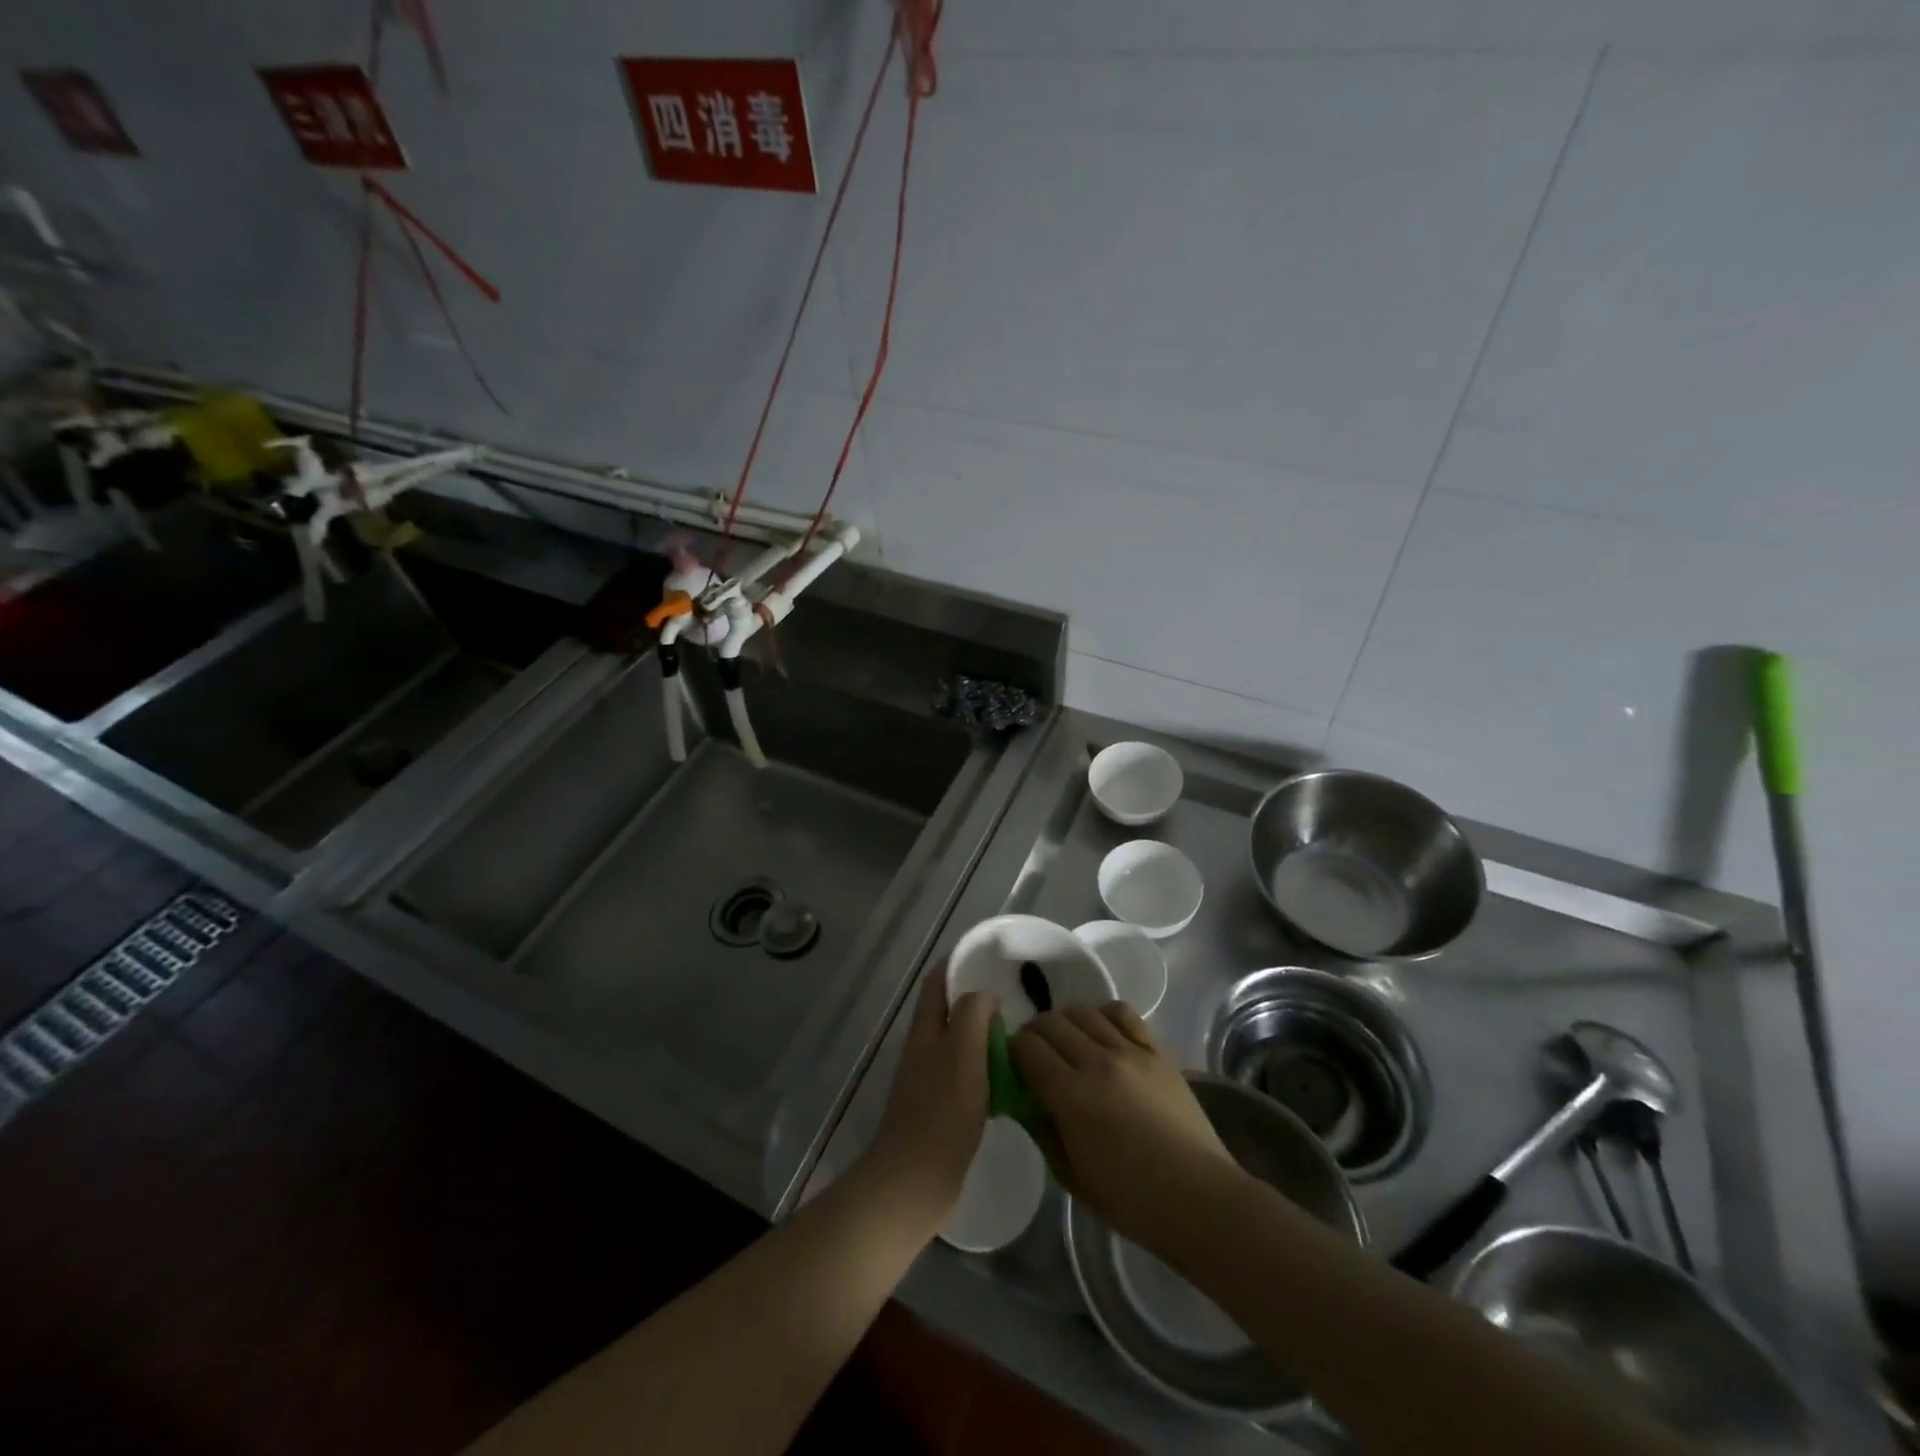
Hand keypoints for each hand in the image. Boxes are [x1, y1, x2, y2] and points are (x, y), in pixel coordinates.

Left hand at [857, 962, 994, 1237]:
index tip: (993, 957)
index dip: (959, 963)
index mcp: (925, 1029)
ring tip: (1024, 1032)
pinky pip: (968, 1074)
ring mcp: (932, 1078)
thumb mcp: (961, 1052)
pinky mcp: (943, 1108)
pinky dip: (988, 1067)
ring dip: (987, 1034)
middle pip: (950, 1010)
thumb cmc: (941, 1111)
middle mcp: (925, 1047)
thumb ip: (971, 1015)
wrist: (915, 1180)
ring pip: (962, 1043)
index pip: (938, 981)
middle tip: (1020, 996)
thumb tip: (983, 995)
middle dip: (979, 999)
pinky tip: (1013, 1077)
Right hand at [1011, 1004, 1244, 1250]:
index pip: (1027, 1048)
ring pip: (1084, 1013)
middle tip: (1035, 1054)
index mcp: (1071, 1096)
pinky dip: (1103, 1014)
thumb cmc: (1131, 1200)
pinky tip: (1101, 1032)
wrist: (1198, 1198)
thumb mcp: (1071, 1177)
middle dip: (1035, 1034)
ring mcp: (1130, 1052)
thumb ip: (1043, 1132)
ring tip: (1067, 1041)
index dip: (1013, 1051)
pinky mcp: (1156, 1051)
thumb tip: (1027, 1101)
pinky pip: (1122, 1013)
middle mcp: (1097, 1062)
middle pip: (1051, 1023)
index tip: (1014, 1065)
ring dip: (1066, 1022)